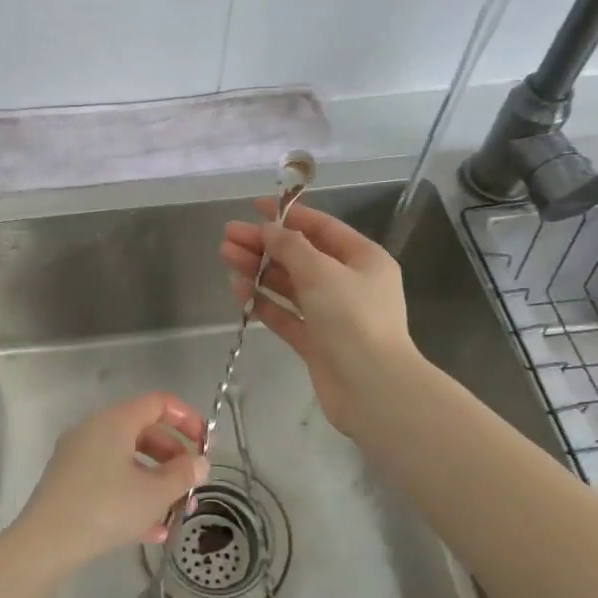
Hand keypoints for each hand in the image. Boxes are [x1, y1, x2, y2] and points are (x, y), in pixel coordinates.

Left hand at [8, 392, 208, 576]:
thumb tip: (200, 462)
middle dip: (173, 458)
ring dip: (156, 482)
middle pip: (144, 432)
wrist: (44, 545)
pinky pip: (110, 479)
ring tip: (177, 513)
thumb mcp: (153, 494)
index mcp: (114, 421)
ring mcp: (78, 456)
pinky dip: (133, 496)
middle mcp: (94, 430)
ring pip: (127, 460)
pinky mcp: (69, 482)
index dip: (187, 418)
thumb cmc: (105, 509)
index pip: (158, 403)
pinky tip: (152, 531)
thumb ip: (182, 474)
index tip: (206, 445)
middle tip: (193, 483)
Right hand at [220, 200, 419, 438]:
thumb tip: (269, 230)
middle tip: (227, 235)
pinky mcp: (315, 342)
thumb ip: (291, 247)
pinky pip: (285, 314)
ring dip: (259, 269)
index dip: (288, 215)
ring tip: (225, 256)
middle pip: (300, 255)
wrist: (372, 389)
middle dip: (264, 244)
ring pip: (289, 284)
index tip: (254, 207)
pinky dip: (262, 300)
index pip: (322, 228)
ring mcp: (331, 314)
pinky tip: (238, 288)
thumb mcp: (321, 272)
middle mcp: (349, 283)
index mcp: (363, 259)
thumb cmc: (353, 319)